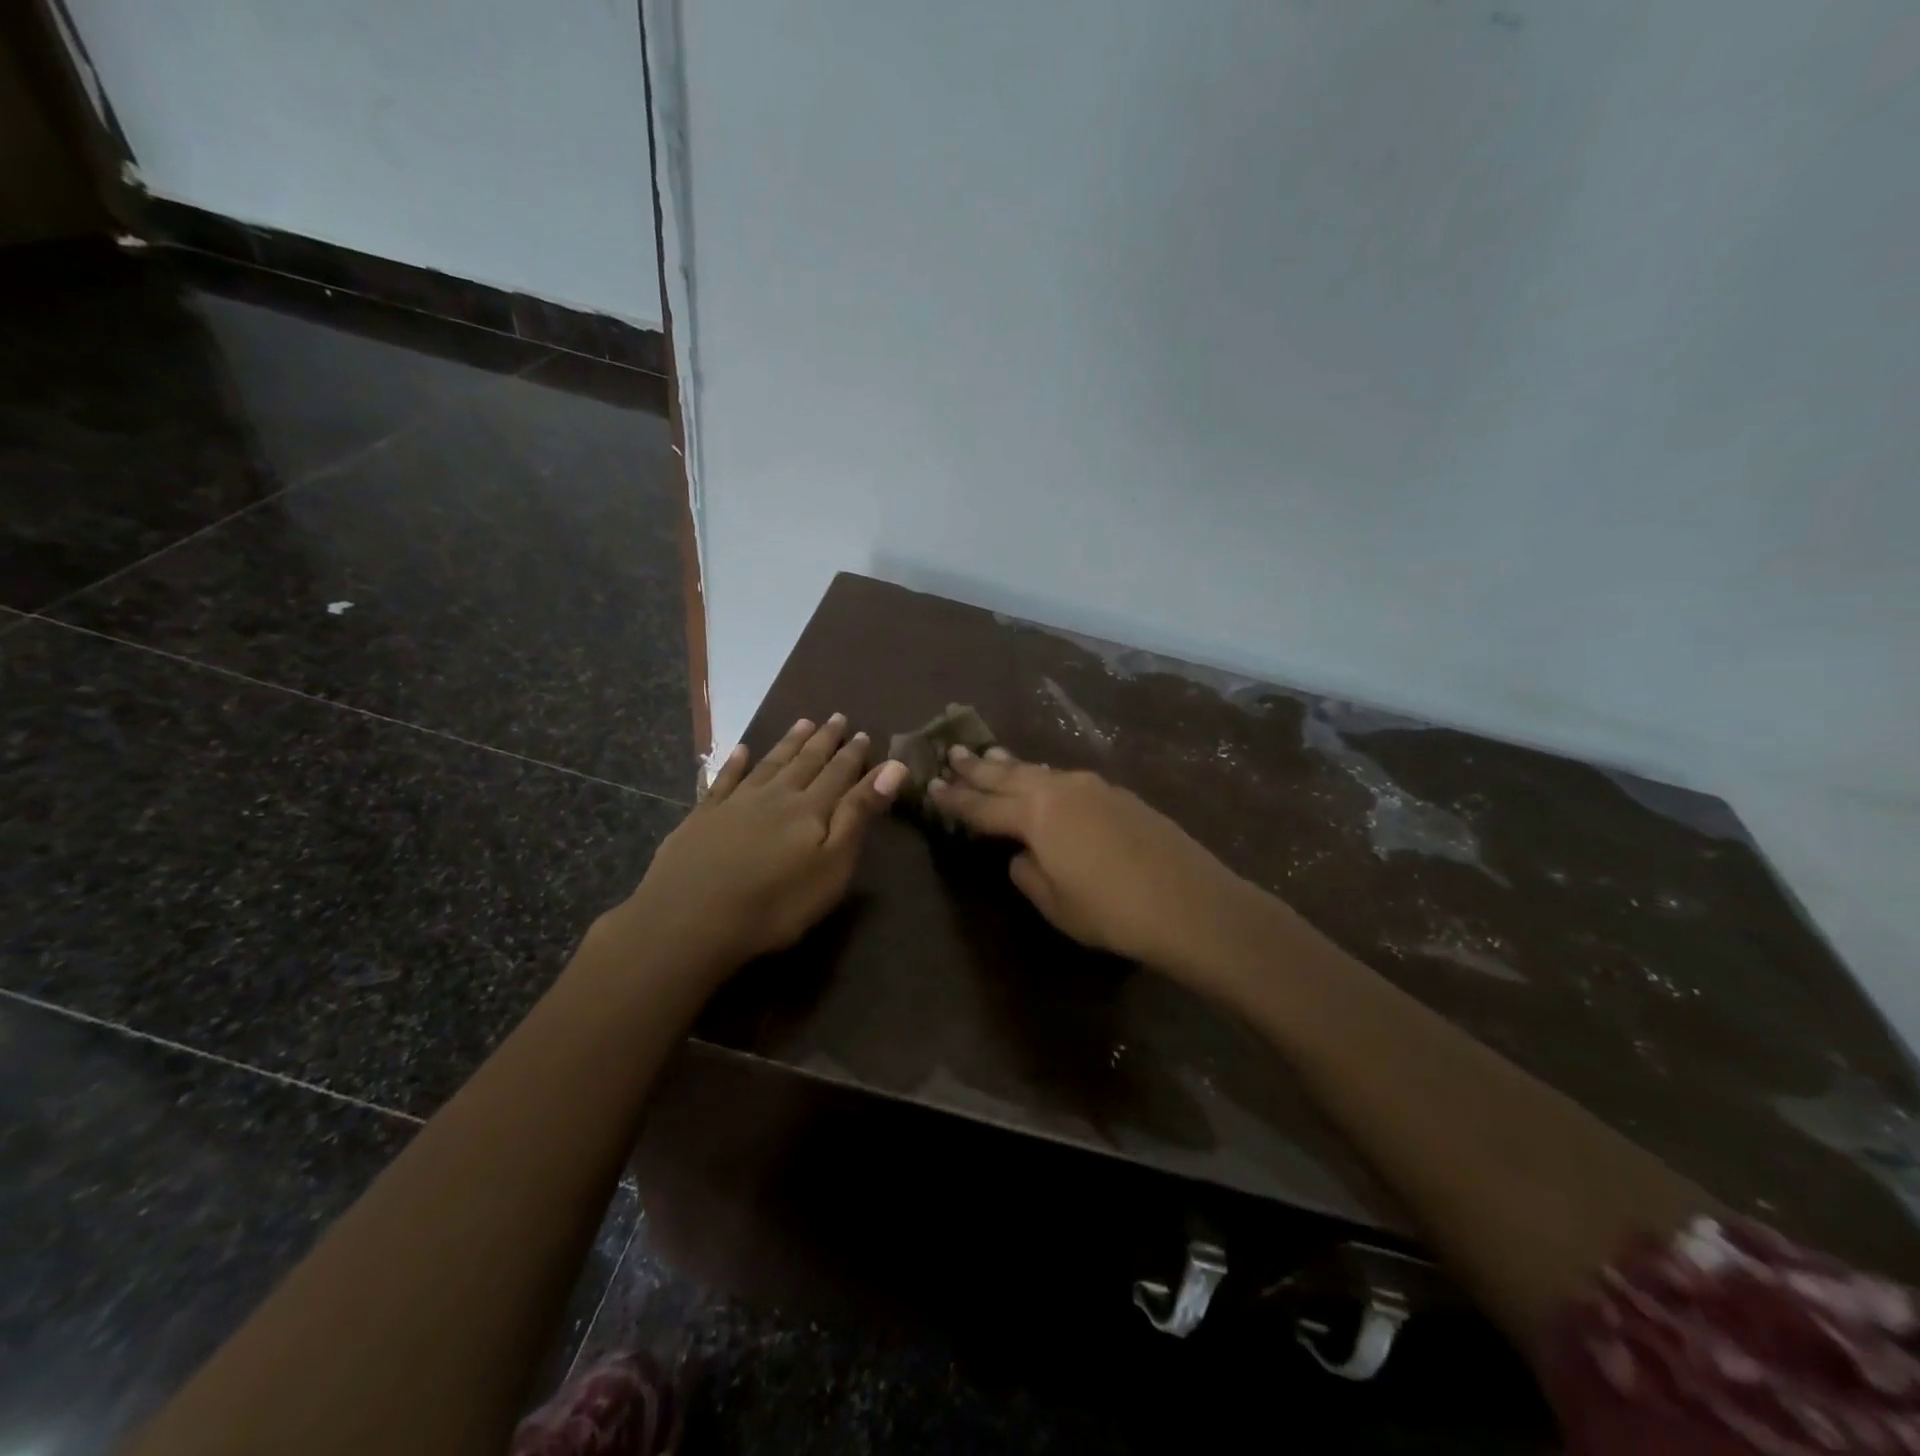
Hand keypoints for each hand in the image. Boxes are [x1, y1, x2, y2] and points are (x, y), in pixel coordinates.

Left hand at [613, 716, 909, 975]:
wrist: (690, 920)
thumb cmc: (776, 903)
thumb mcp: (833, 864)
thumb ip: (859, 814)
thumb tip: (893, 767)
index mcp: (811, 809)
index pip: (839, 774)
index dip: (853, 754)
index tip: (863, 733)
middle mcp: (776, 796)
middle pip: (805, 762)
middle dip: (824, 740)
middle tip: (836, 717)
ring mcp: (736, 803)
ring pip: (769, 764)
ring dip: (787, 743)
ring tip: (802, 723)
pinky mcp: (703, 817)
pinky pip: (723, 781)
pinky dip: (734, 763)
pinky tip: (740, 750)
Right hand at [928, 747, 1269, 985]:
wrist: (1188, 902)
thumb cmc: (1112, 911)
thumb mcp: (1056, 903)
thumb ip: (1028, 874)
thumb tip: (1022, 856)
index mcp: (1036, 815)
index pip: (983, 807)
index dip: (955, 800)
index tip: (931, 786)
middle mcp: (1060, 790)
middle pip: (1008, 776)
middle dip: (977, 767)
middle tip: (952, 752)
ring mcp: (1093, 787)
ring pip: (1040, 771)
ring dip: (1012, 766)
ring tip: (991, 756)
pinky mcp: (1119, 795)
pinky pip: (1067, 780)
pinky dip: (1044, 778)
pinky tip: (1044, 781)